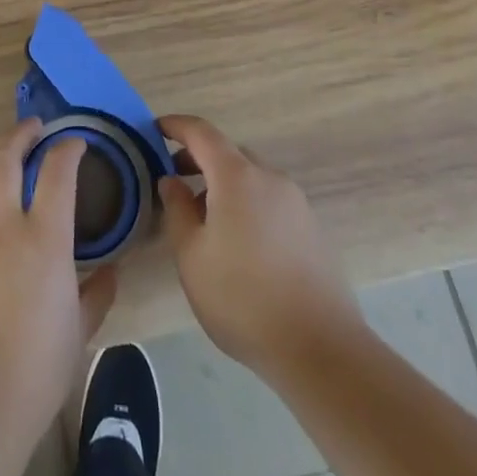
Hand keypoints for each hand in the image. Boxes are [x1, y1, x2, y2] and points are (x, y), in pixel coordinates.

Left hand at [0, 120, 118, 449]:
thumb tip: (111, 271)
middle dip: (20, 134)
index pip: (57, 171)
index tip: (75, 142)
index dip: (67, 148)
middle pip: (5, 158)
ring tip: (0, 159)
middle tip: (34, 128)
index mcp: (44, 237)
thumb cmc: (36, 371)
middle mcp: (2, 225)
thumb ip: (97, 295)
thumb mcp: (79, 333)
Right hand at [159, 114, 358, 378]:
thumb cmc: (243, 298)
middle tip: (175, 181)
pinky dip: (248, 205)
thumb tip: (171, 180)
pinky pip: (271, 202)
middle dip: (199, 160)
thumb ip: (177, 210)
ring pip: (252, 179)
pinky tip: (241, 244)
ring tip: (205, 220)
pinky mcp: (313, 229)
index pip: (201, 132)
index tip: (155, 129)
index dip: (176, 126)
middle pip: (229, 154)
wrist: (321, 349)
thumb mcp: (192, 256)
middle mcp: (270, 178)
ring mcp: (297, 203)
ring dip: (225, 185)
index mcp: (237, 176)